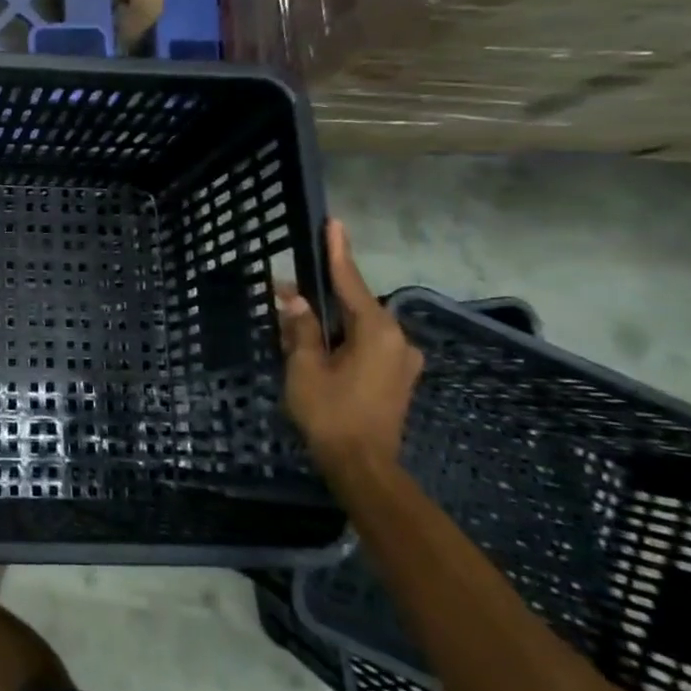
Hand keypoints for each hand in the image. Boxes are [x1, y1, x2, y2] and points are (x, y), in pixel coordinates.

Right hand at [276, 220, 421, 482]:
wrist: (363, 466)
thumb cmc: (331, 413)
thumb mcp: (305, 367)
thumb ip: (301, 329)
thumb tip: (295, 299)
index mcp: (376, 331)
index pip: (350, 282)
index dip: (338, 252)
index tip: (334, 223)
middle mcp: (397, 339)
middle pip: (355, 305)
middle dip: (322, 295)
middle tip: (289, 290)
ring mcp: (401, 360)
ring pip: (359, 327)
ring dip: (330, 321)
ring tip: (297, 321)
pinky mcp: (396, 378)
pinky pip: (366, 345)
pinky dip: (342, 338)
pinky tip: (318, 345)